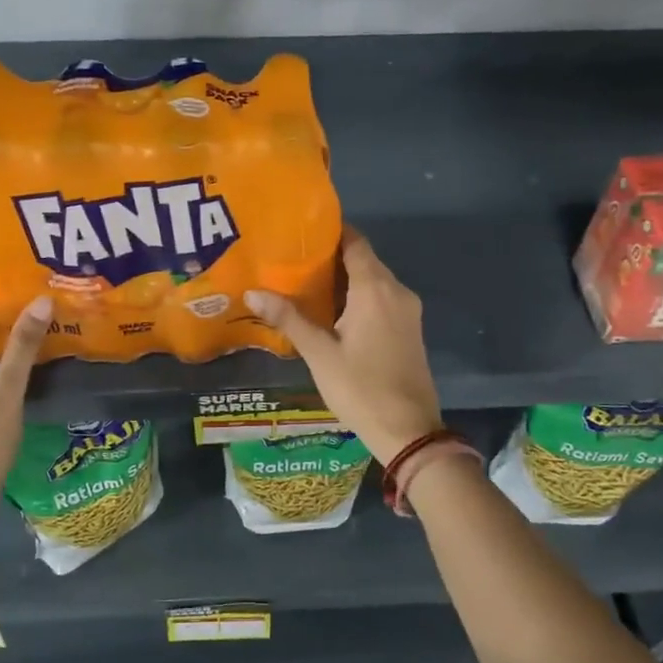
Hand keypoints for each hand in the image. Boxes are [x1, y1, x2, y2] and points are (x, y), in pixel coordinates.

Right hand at [245, 229, 444, 463]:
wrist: (409, 431)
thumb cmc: (361, 388)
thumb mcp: (319, 354)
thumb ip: (288, 319)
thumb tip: (252, 292)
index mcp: (375, 289)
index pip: (355, 242)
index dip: (331, 232)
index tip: (302, 231)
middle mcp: (397, 291)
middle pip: (364, 260)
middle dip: (332, 257)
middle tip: (293, 259)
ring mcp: (408, 311)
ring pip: (374, 281)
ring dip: (345, 279)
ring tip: (306, 283)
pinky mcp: (410, 330)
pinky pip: (382, 300)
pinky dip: (359, 297)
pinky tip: (333, 311)